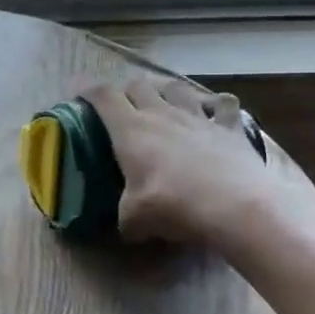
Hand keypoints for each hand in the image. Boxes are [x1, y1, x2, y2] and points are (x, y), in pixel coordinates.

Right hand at [84, 77, 314, 253]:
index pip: (103, 96)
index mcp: (130, 129)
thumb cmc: (173, 205)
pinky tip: (214, 113)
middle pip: (138, 85)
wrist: (234, 206)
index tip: (81, 93)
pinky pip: (223, 104)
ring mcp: (197, 116)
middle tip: (125, 107)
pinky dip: (216, 105)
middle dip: (127, 91)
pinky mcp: (229, 127)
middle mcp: (161, 113)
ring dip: (167, 91)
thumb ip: (126, 219)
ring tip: (165, 103)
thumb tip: (127, 228)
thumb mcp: (135, 219)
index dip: (89, 90)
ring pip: (177, 87)